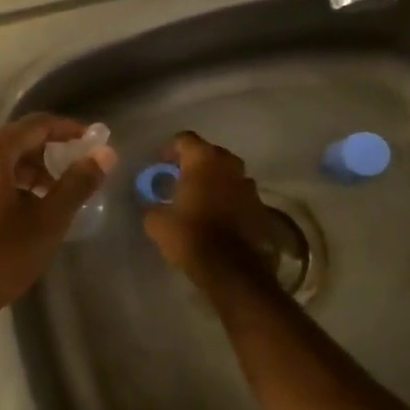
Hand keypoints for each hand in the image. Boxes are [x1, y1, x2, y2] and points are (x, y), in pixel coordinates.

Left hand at [0, 114, 117, 327]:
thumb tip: (106, 154)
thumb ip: (78, 183)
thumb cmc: (1, 256)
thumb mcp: (48, 220)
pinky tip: (28, 208)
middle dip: (51, 152)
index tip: (94, 143)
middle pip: (19, 138)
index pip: (38, 124)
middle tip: (78, 173)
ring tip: (56, 196)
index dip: (69, 130)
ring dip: (32, 169)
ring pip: (3, 158)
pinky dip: (12, 180)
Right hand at [140, 131, 274, 279]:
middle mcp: (230, 164)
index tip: (160, 164)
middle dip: (194, 164)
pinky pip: (239, 195)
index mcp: (203, 160)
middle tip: (179, 180)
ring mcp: (249, 185)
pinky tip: (217, 217)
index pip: (184, 139)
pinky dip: (228, 200)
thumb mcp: (156, 222)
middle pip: (209, 153)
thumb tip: (147, 202)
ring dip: (214, 181)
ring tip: (200, 199)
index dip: (170, 149)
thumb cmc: (190, 235)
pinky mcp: (261, 207)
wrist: (232, 269)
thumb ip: (149, 204)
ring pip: (227, 174)